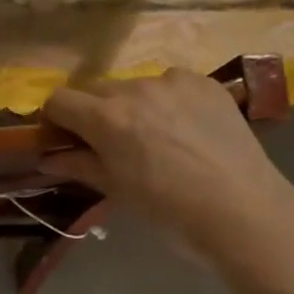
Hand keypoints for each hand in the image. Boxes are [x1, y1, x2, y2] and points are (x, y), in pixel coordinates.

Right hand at [39, 70, 293, 256]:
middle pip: (96, 90)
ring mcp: (174, 80)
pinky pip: (172, 84)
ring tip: (158, 139)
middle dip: (95, 113)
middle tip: (112, 145)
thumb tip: (49, 159)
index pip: (59, 100)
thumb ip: (81, 167)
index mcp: (107, 118)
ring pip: (136, 86)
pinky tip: (188, 130)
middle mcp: (136, 88)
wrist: (244, 212)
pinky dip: (169, 101)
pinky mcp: (205, 82)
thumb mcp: (119, 192)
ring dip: (134, 106)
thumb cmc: (172, 212)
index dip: (56, 120)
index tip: (66, 140)